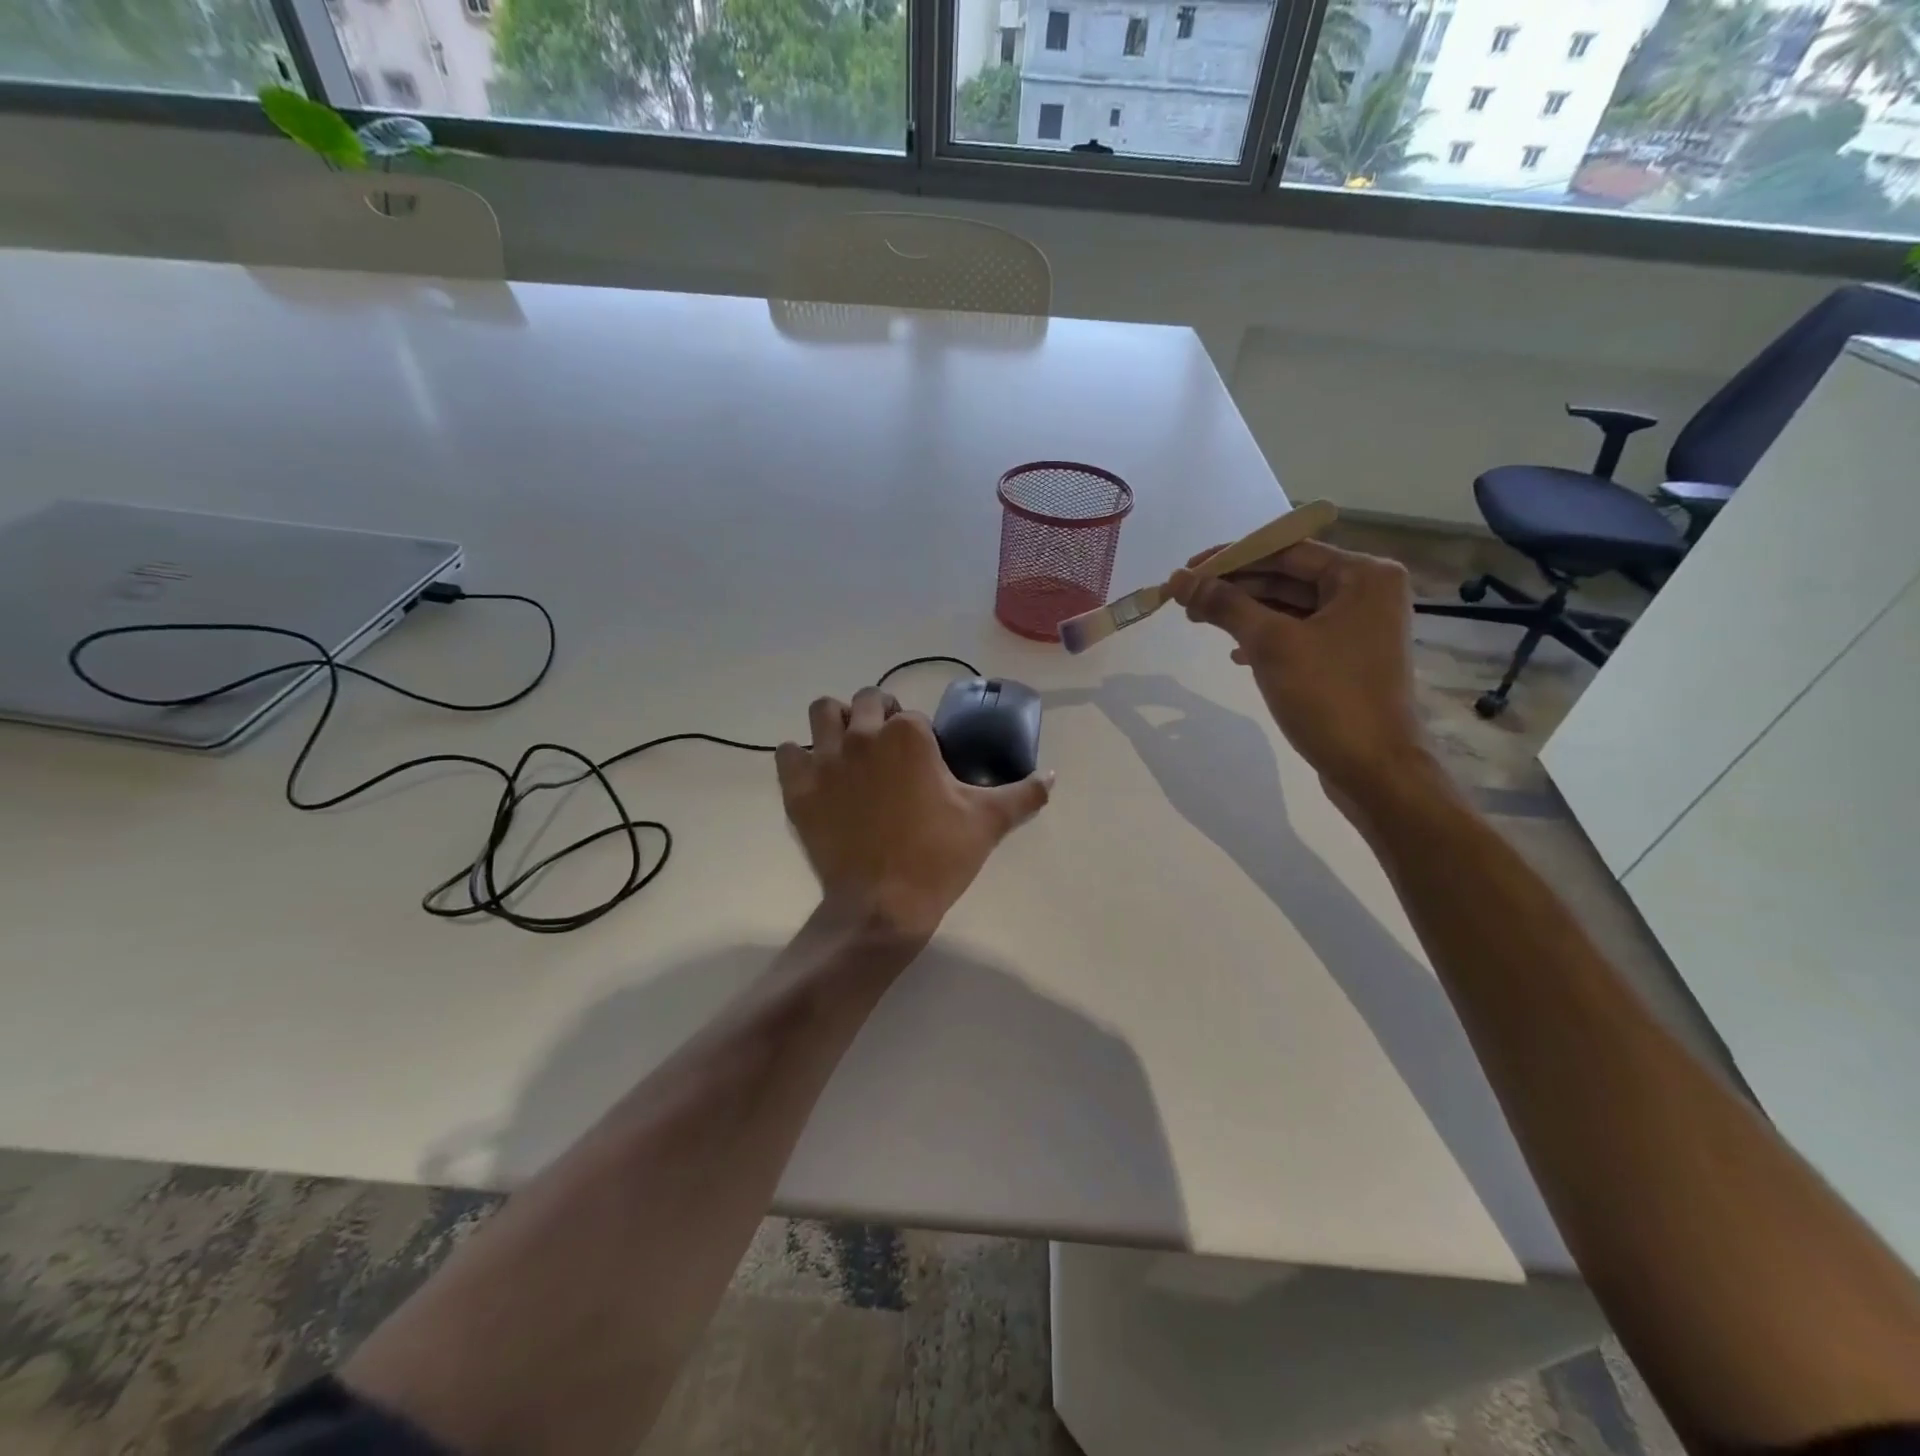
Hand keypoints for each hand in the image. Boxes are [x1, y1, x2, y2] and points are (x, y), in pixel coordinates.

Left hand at [776, 687, 1051, 939]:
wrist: (881, 906)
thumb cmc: (937, 857)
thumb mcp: (987, 823)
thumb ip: (1023, 794)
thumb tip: (1052, 777)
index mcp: (908, 735)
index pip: (912, 714)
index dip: (921, 735)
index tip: (926, 763)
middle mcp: (863, 735)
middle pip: (866, 701)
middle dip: (879, 715)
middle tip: (891, 750)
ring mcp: (825, 759)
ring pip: (822, 712)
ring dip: (836, 722)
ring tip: (850, 749)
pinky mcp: (798, 787)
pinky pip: (788, 752)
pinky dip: (800, 757)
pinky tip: (819, 776)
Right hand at [1168, 540, 1433, 807]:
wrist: (1374, 770)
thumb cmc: (1328, 697)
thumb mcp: (1270, 644)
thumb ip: (1224, 605)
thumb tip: (1180, 579)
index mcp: (1363, 575)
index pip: (1286, 549)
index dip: (1231, 557)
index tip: (1186, 570)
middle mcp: (1367, 592)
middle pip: (1287, 576)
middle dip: (1235, 586)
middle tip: (1186, 599)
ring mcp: (1359, 626)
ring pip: (1290, 606)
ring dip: (1245, 612)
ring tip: (1200, 620)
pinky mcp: (1347, 657)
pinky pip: (1299, 633)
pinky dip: (1265, 637)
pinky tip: (1236, 653)